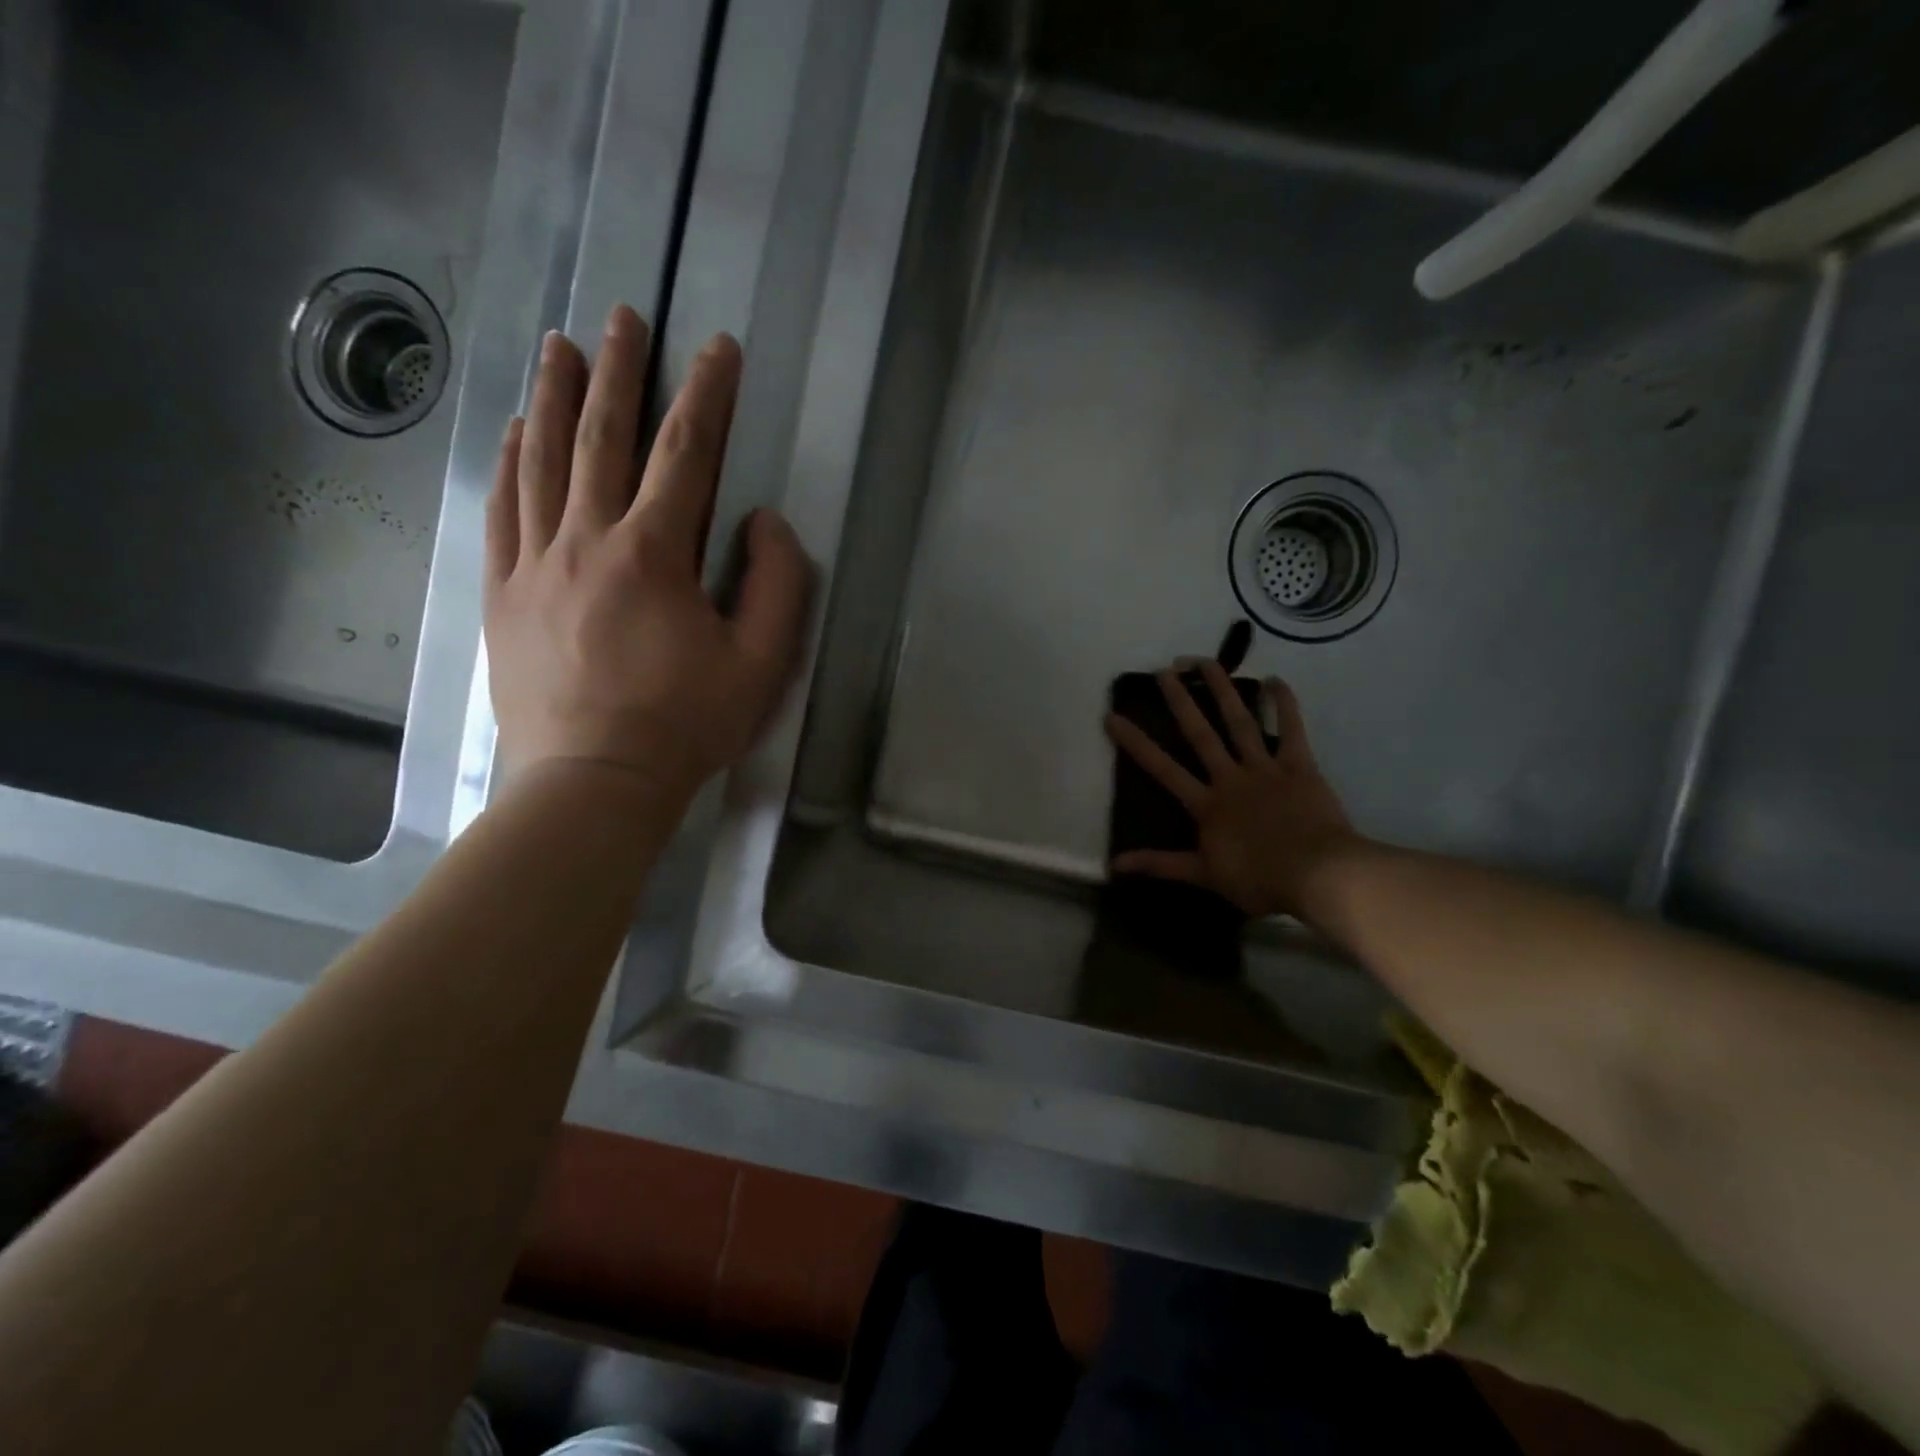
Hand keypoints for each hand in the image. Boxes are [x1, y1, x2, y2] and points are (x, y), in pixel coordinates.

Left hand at [484, 306, 812, 798]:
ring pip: (542, 463)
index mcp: (653, 554)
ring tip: (561, 348)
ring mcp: (534, 565)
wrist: (592, 782)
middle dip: (619, 373)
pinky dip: (509, 463)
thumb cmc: (686, 725)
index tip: (716, 348)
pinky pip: (502, 511)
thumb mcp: (761, 664)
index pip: (686, 455)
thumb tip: (762, 522)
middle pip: (602, 439)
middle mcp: (587, 541)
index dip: (706, 396)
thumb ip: (777, 585)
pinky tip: (515, 430)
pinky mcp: (503, 594)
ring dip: (555, 398)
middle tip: (622, 316)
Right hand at [1104, 662, 1362, 917]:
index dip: (1135, 742)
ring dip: (1222, 690)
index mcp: (1206, 804)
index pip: (1162, 769)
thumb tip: (1115, 864)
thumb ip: (1160, 865)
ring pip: (1239, 722)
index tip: (1112, 716)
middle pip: (1200, 734)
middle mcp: (1230, 777)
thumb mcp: (1204, 876)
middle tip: (1164, 671)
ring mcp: (1265, 768)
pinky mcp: (1299, 766)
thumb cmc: (1259, 879)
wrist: (1317, 874)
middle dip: (1180, 701)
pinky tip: (1275, 680)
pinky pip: (1291, 730)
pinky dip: (1284, 704)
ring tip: (1205, 661)